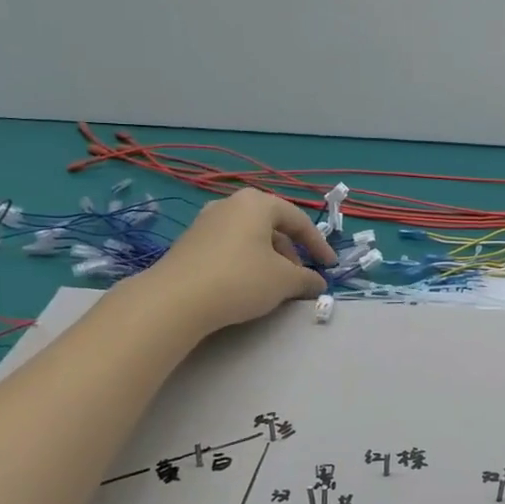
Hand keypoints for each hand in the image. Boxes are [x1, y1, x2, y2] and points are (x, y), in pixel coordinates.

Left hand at [132, 189, 334, 336]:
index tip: (330, 266)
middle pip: (273, 227)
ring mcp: (206, 222)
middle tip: (300, 278)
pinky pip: (230, 247)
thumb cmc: (240, 279)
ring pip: (250, 238)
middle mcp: (230, 204)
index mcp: (257, 203)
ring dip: (269, 259)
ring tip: (275, 285)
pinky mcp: (190, 243)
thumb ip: (307, 279)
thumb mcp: (284, 281)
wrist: (175, 300)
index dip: (319, 245)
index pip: (299, 220)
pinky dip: (247, 262)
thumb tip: (319, 283)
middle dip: (292, 253)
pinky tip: (248, 286)